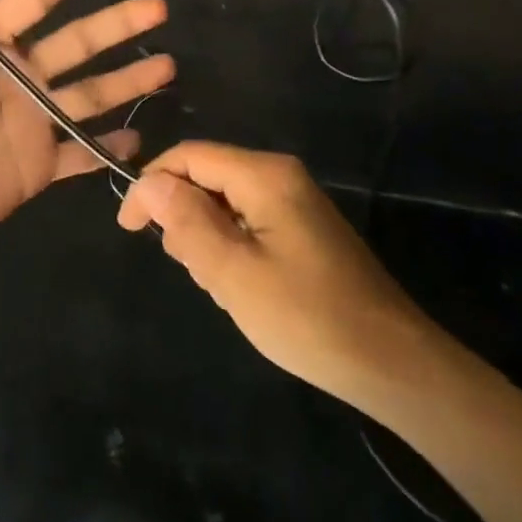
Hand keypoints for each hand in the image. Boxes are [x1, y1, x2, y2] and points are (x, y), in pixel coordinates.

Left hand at [0, 0, 173, 268]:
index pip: (30, 0)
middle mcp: (14, 76)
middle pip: (76, 42)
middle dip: (116, 23)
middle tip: (158, 7)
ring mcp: (31, 122)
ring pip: (90, 91)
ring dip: (127, 79)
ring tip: (168, 65)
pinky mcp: (40, 166)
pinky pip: (82, 152)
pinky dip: (109, 147)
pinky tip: (139, 136)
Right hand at [116, 142, 438, 407]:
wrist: (392, 364)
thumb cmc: (307, 317)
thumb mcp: (233, 272)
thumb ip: (186, 221)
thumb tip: (149, 182)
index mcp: (264, 176)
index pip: (187, 156)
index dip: (150, 186)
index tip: (129, 230)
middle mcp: (279, 176)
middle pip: (205, 177)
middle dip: (183, 218)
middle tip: (193, 270)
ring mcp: (294, 202)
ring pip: (222, 202)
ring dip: (207, 239)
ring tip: (222, 286)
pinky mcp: (301, 228)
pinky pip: (246, 222)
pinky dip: (230, 249)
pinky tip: (242, 288)